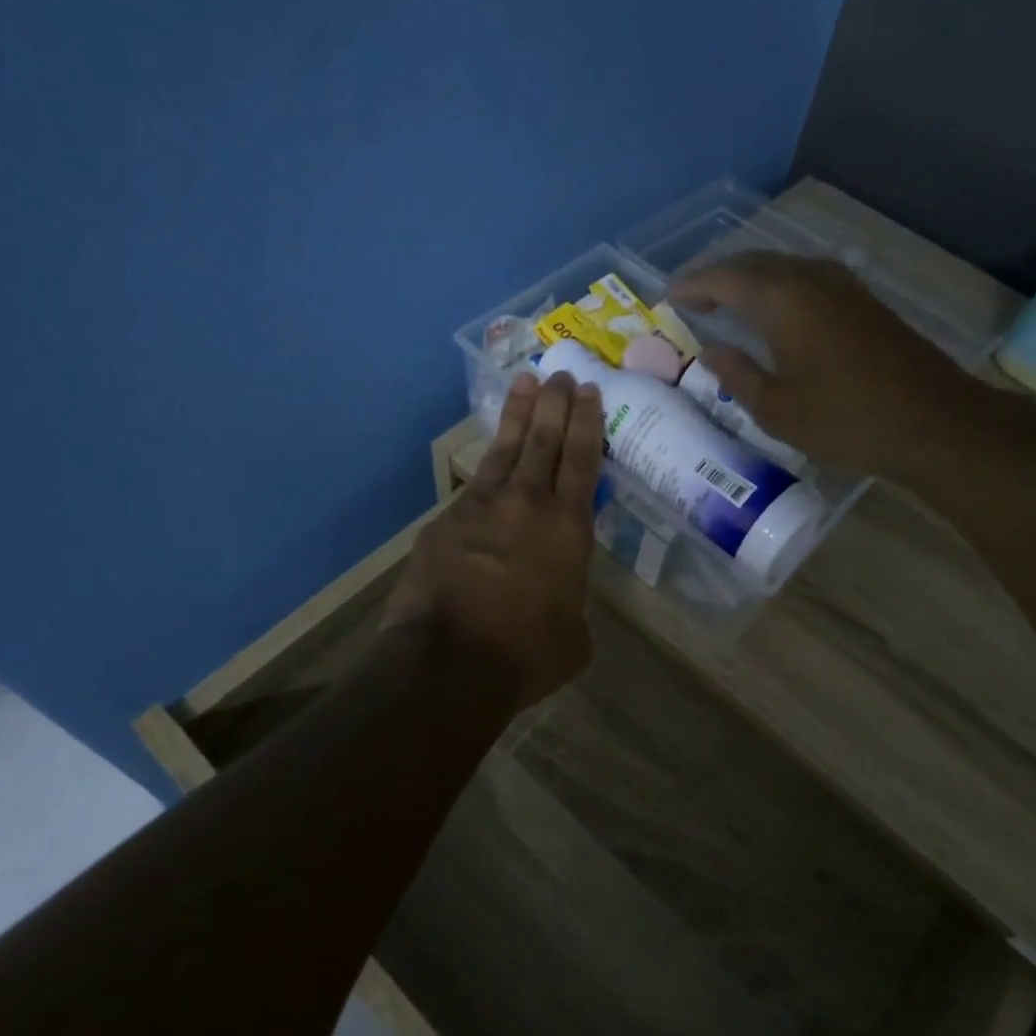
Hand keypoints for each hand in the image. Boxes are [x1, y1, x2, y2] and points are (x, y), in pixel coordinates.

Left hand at [381, 370, 602, 711]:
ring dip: (518, 414)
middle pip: (545, 440)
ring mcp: (482, 506)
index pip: (582, 460)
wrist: (449, 662)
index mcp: (569, 528)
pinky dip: (487, 463)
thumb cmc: (525, 654)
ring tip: (525, 383)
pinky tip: (490, 455)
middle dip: (555, 403)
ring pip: (506, 448)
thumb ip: (572, 608)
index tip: (588, 390)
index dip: (586, 422)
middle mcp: (528, 504)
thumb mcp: (573, 638)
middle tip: (560, 373)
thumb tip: (561, 606)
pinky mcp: (447, 520)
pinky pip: (474, 482)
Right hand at [670, 252, 981, 478]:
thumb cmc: (845, 419)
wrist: (932, 421)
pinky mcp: (863, 300)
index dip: (692, 285)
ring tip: (728, 301)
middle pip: (753, 262)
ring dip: (750, 279)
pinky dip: (779, 287)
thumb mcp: (776, 409)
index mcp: (782, 299)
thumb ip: (737, 374)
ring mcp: (842, 285)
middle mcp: (810, 278)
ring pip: (783, 267)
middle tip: (693, 297)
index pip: (724, 278)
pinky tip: (775, 311)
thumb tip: (712, 351)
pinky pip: (806, 278)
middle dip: (719, 276)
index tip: (668, 296)